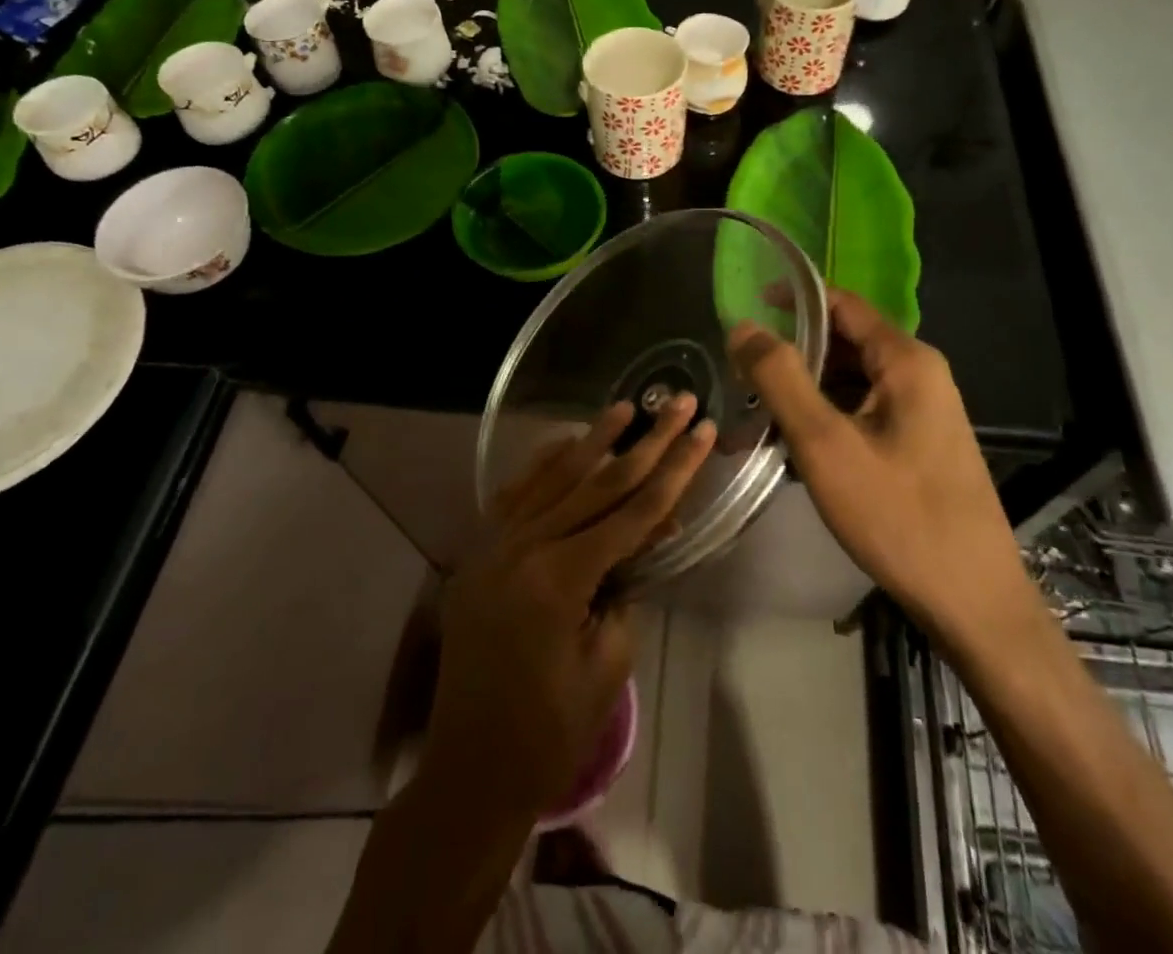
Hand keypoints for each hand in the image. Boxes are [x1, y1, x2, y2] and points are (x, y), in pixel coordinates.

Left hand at [423, 396, 714, 818]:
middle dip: (646, 442)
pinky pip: (514, 496)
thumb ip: (628, 588)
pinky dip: (542, 466)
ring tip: (626, 406)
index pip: (633, 510)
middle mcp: (524, 547)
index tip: (702, 431)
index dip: (675, 469)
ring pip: (554, 478)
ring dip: (593, 441)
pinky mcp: (478, 554)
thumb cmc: (550, 730)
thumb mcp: (608, 662)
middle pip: (598, 482)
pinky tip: (565, 444)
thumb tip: (645, 537)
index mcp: (560, 578)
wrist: (470, 771)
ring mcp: (494, 546)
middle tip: (680, 402)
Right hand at [729, 289, 1023, 637]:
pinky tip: (792, 451)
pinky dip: (825, 422)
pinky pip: (862, 414)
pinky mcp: (918, 445)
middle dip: (791, 357)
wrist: (973, 603)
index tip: (744, 311)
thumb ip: (781, 378)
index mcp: (906, 360)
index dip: (792, 299)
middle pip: (844, 344)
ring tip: (755, 420)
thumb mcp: (826, 444)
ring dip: (803, 395)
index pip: (841, 303)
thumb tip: (743, 327)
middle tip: (740, 377)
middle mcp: (919, 375)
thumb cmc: (898, 516)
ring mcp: (922, 412)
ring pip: (850, 383)